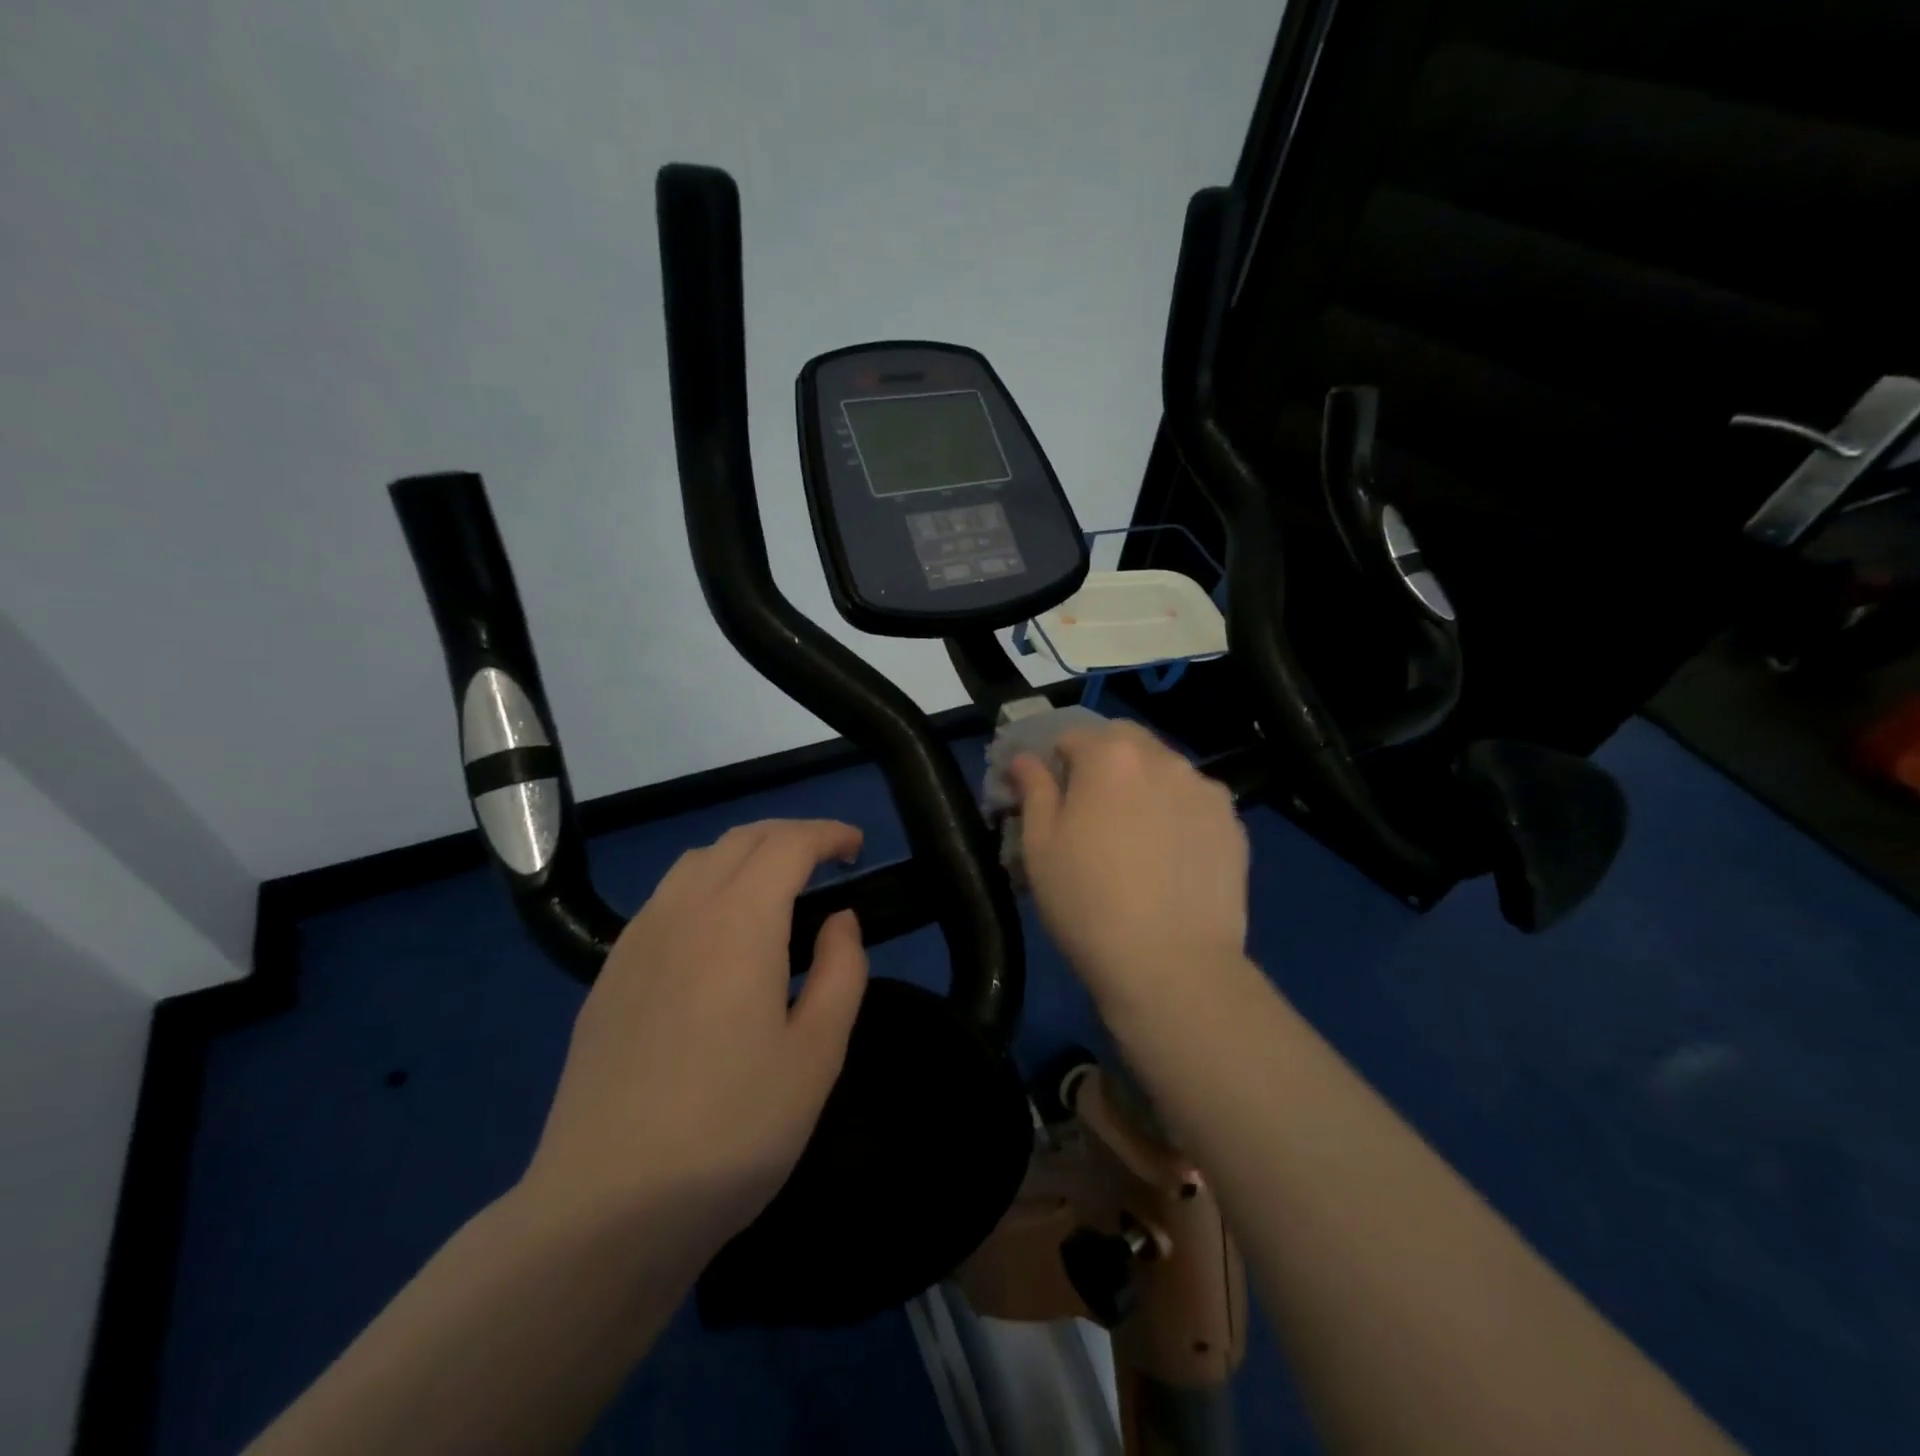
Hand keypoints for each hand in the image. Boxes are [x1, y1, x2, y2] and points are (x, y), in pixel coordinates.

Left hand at [518, 820, 867, 1258]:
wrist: (605, 1209)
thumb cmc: (731, 1131)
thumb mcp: (816, 1056)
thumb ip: (840, 972)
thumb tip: (841, 920)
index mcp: (738, 923)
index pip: (787, 844)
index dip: (827, 834)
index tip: (857, 847)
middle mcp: (682, 912)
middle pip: (739, 840)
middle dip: (790, 835)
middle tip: (827, 860)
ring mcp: (636, 942)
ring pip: (696, 862)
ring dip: (744, 855)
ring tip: (776, 887)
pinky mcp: (610, 975)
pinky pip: (665, 899)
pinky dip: (705, 885)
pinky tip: (717, 932)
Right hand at [1009, 721, 1249, 1010]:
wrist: (1171, 965)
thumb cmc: (1087, 902)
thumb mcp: (1039, 846)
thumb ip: (1033, 789)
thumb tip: (1024, 758)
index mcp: (1110, 756)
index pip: (1073, 735)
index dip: (1056, 761)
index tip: (1051, 795)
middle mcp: (1164, 759)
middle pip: (1125, 742)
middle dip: (1104, 761)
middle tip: (1092, 811)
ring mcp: (1206, 791)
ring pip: (1165, 770)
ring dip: (1144, 785)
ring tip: (1136, 837)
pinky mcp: (1234, 825)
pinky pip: (1195, 804)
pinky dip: (1178, 814)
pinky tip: (1170, 858)